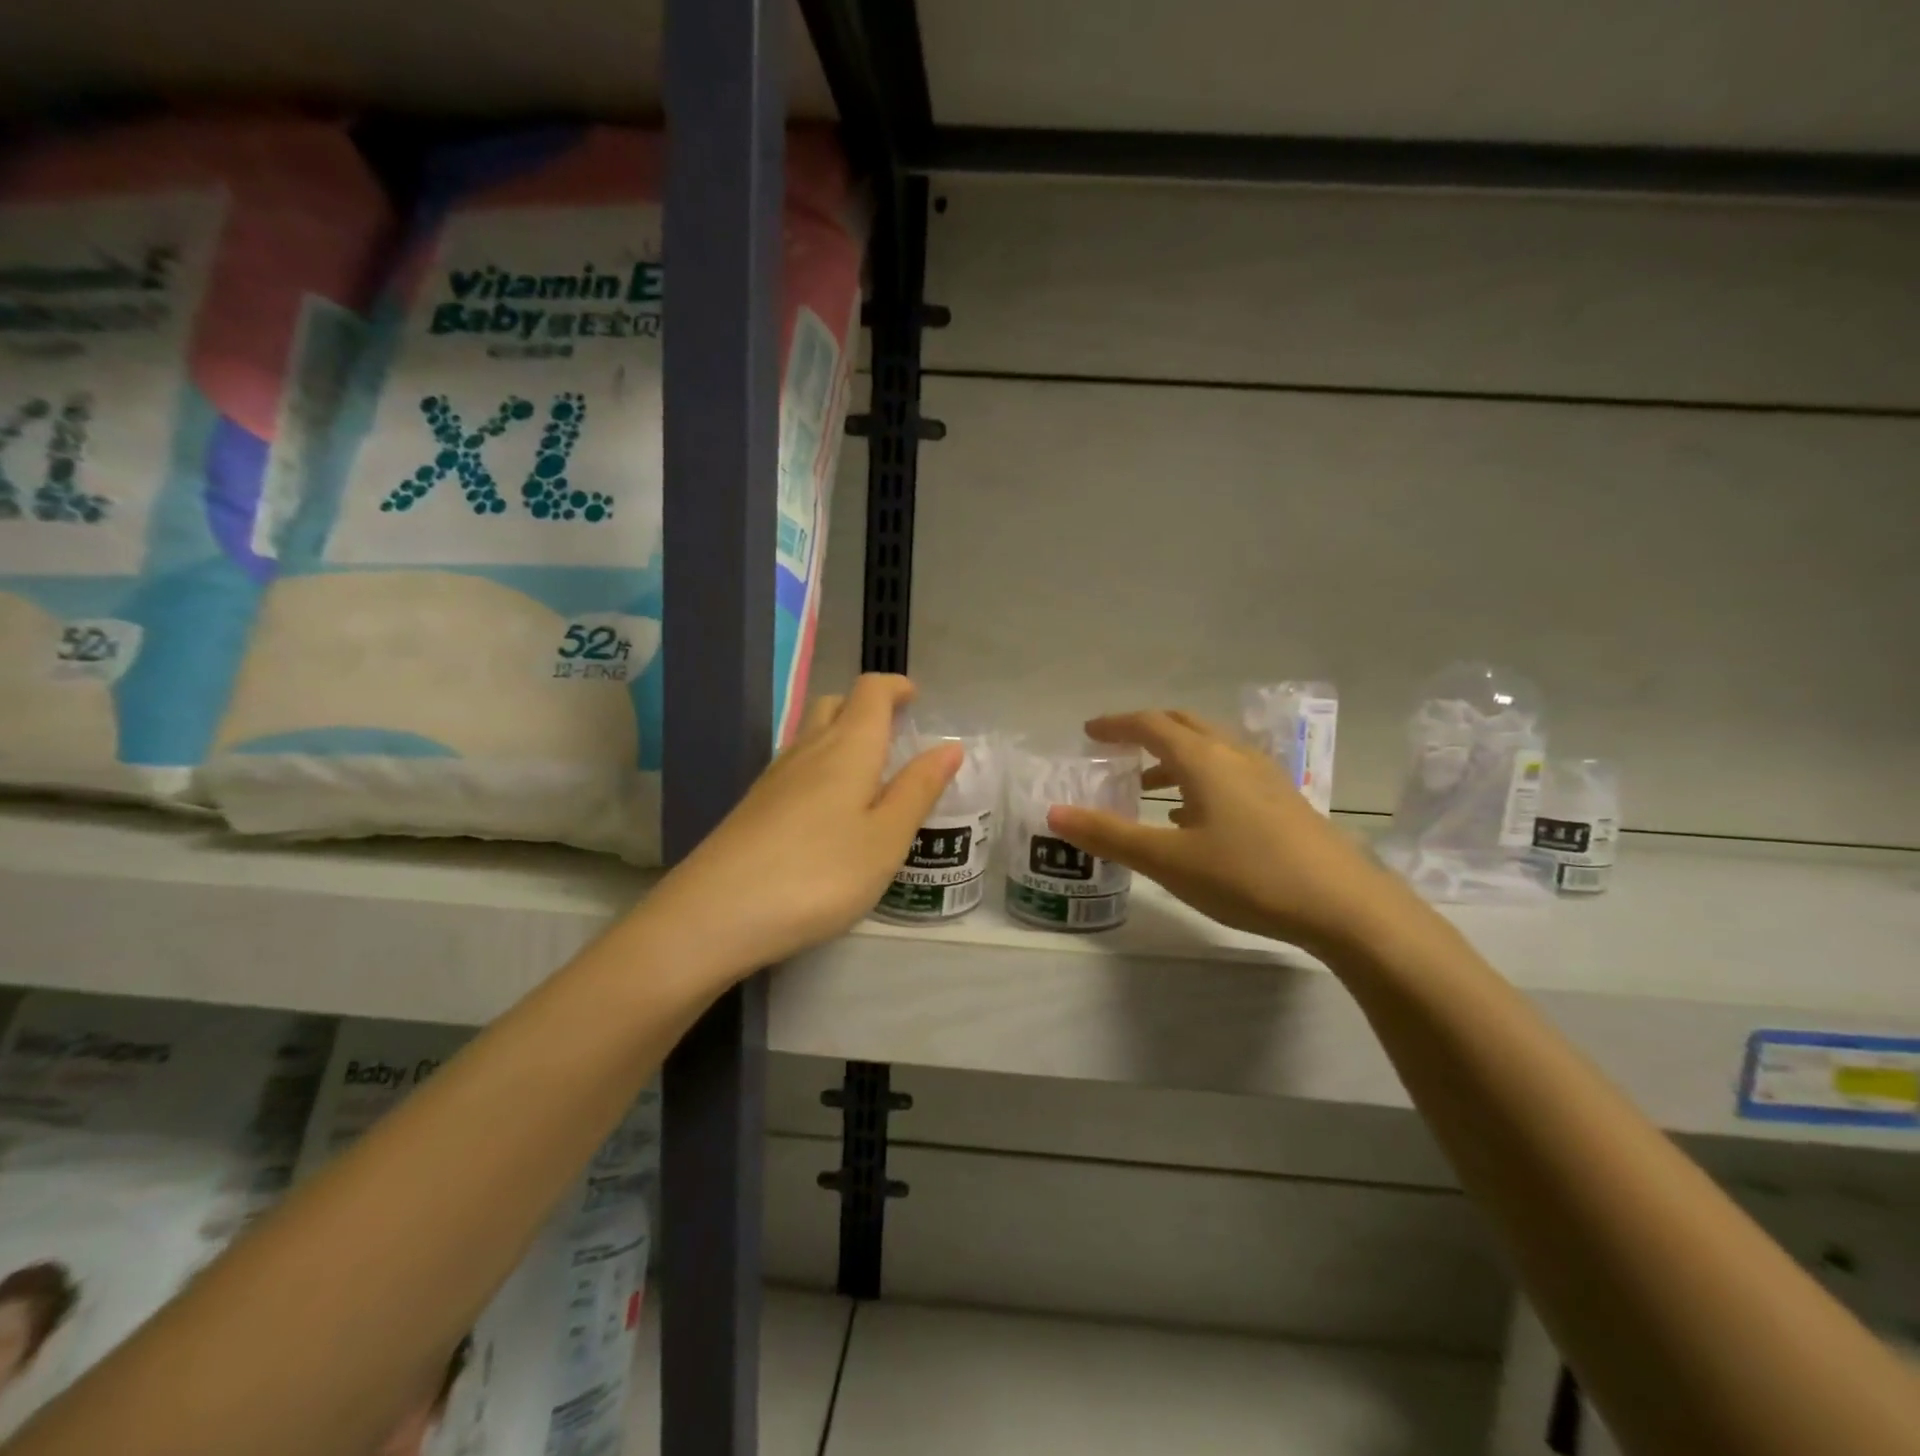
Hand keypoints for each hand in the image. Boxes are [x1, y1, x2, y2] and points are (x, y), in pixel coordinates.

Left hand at [641, 674, 961, 974]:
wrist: (716, 913)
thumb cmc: (819, 874)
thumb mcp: (886, 838)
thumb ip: (919, 790)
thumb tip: (950, 747)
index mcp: (848, 748)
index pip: (870, 692)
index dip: (895, 687)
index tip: (915, 698)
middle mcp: (808, 750)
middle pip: (835, 705)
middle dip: (866, 708)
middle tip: (894, 735)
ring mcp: (774, 778)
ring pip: (811, 736)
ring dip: (841, 737)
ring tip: (868, 775)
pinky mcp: (754, 806)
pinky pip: (795, 767)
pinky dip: (820, 768)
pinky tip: (827, 810)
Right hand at [1047, 710, 1411, 953]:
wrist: (1345, 905)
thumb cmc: (1247, 876)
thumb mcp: (1168, 861)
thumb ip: (1109, 835)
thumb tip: (1054, 813)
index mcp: (1203, 760)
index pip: (1150, 724)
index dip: (1116, 724)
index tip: (1089, 732)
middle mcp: (1234, 756)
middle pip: (1184, 726)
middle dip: (1146, 731)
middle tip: (1116, 748)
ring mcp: (1265, 777)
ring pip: (1210, 750)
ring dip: (1173, 758)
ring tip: (1147, 786)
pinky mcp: (1284, 801)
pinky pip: (1230, 773)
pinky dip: (1200, 780)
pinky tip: (1194, 818)